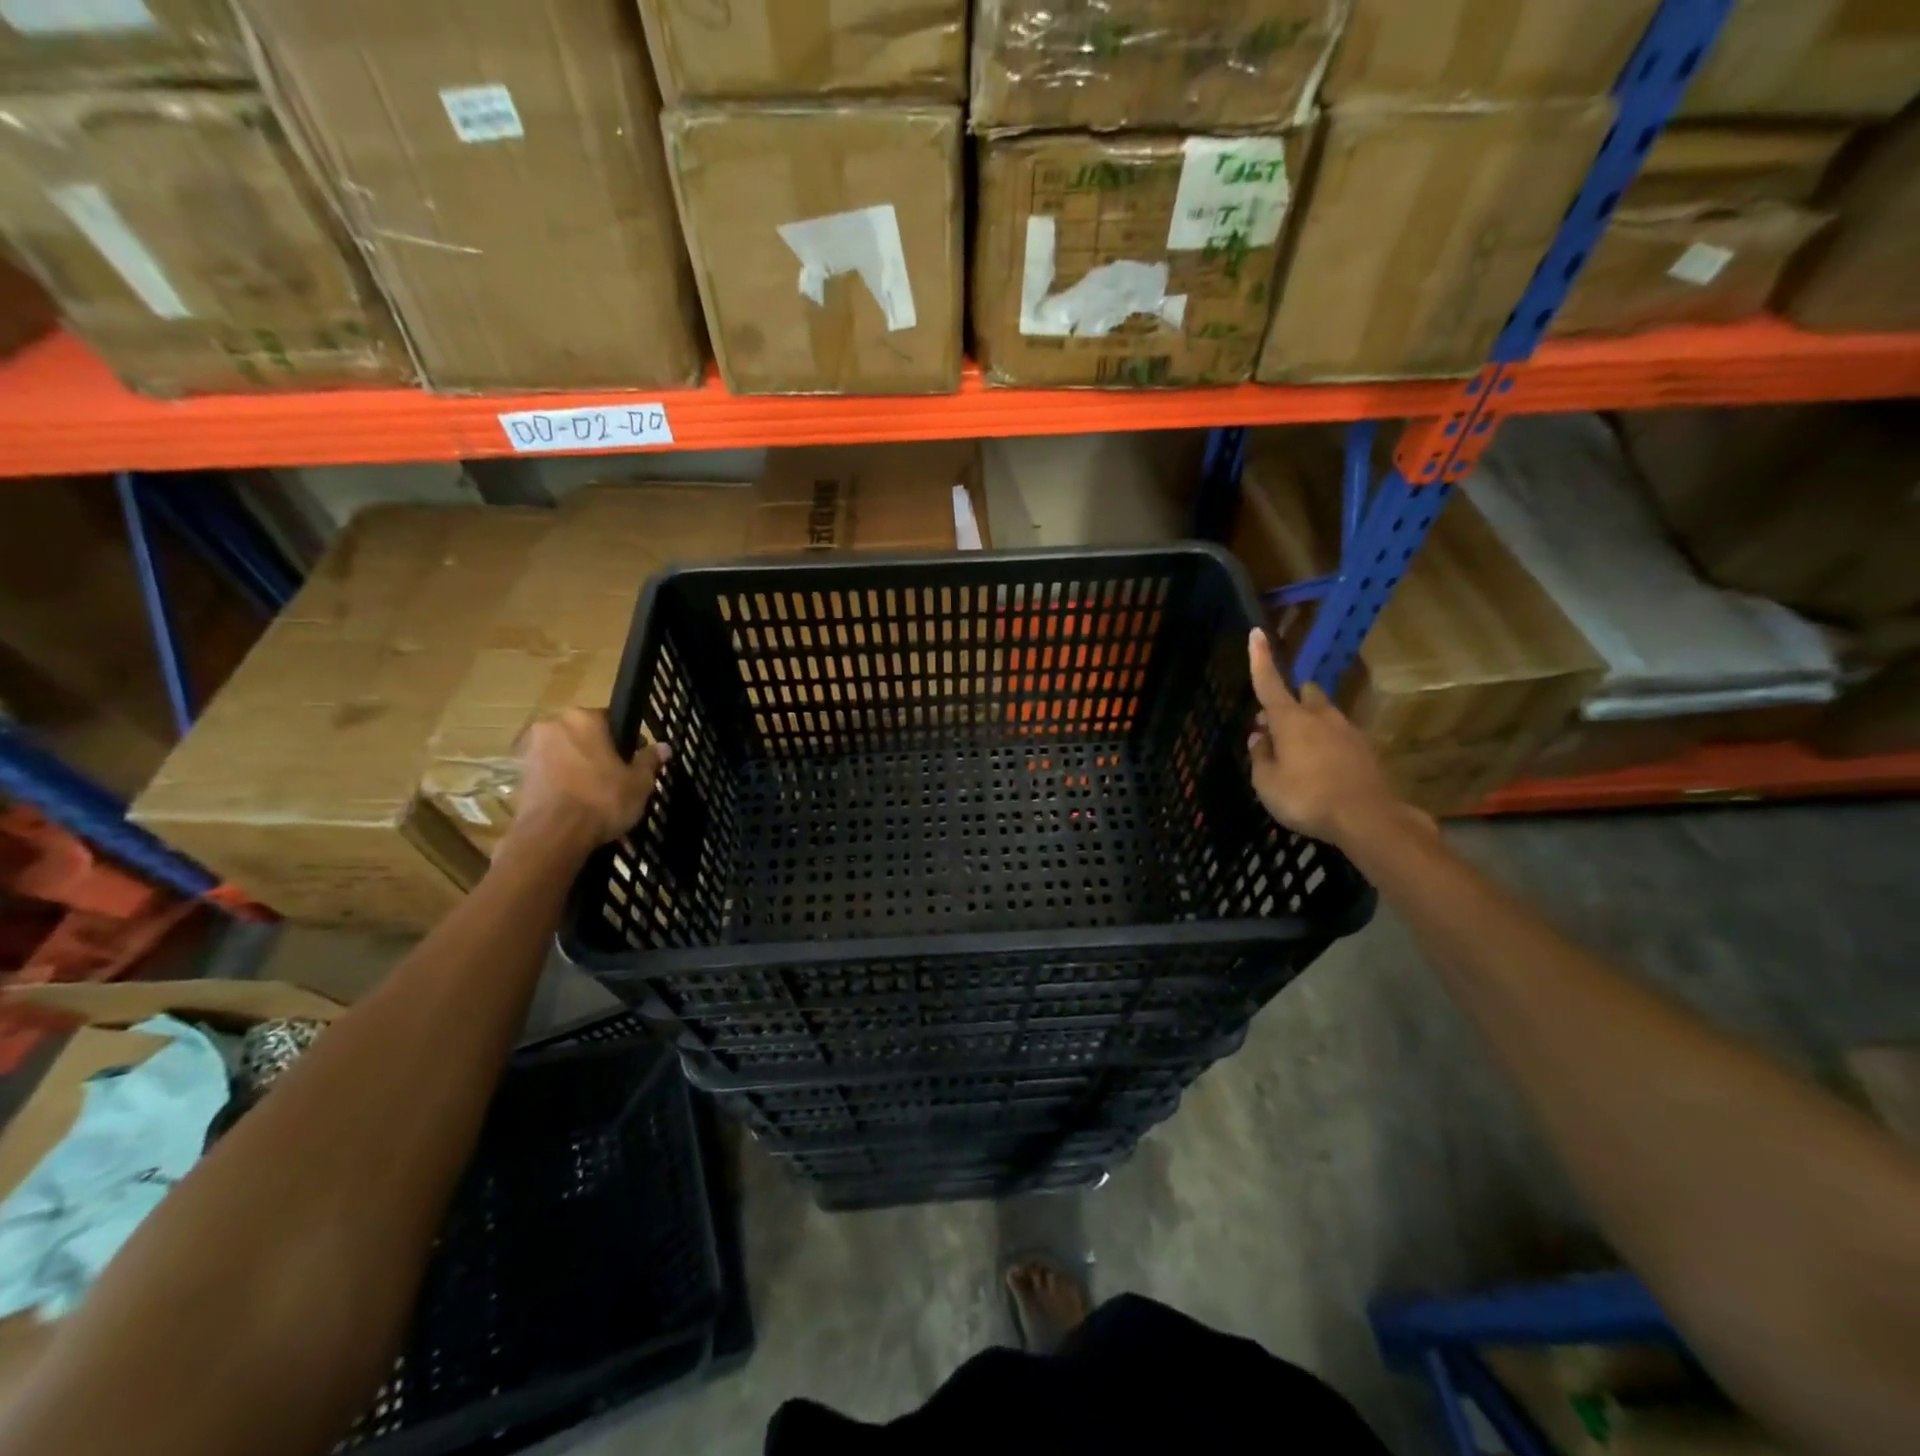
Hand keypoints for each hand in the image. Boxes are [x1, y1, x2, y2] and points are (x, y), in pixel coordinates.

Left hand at [510, 708, 669, 855]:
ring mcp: (530, 750)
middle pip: (584, 736)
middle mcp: (552, 725)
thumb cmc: (601, 800)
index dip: (627, 741)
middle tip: (617, 778)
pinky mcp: (518, 775)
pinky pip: (549, 773)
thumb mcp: (638, 782)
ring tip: (596, 795)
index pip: (611, 720)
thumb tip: (664, 747)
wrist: (552, 836)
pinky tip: (577, 804)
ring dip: (579, 768)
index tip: (634, 761)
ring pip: (565, 754)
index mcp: (583, 717)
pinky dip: (562, 783)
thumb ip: (649, 761)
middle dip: (599, 752)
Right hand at [1246, 629, 1403, 846]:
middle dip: (1290, 701)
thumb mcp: (1267, 783)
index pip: (1269, 683)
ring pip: (1324, 715)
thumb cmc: (1306, 798)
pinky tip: (1322, 771)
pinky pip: (1340, 738)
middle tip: (1274, 727)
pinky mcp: (1366, 750)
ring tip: (1298, 754)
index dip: (1260, 659)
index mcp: (1290, 720)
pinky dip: (1327, 746)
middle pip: (1304, 694)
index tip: (1257, 633)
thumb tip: (1259, 737)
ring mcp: (1347, 732)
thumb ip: (1260, 757)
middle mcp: (1320, 717)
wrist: (1367, 819)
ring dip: (1309, 725)